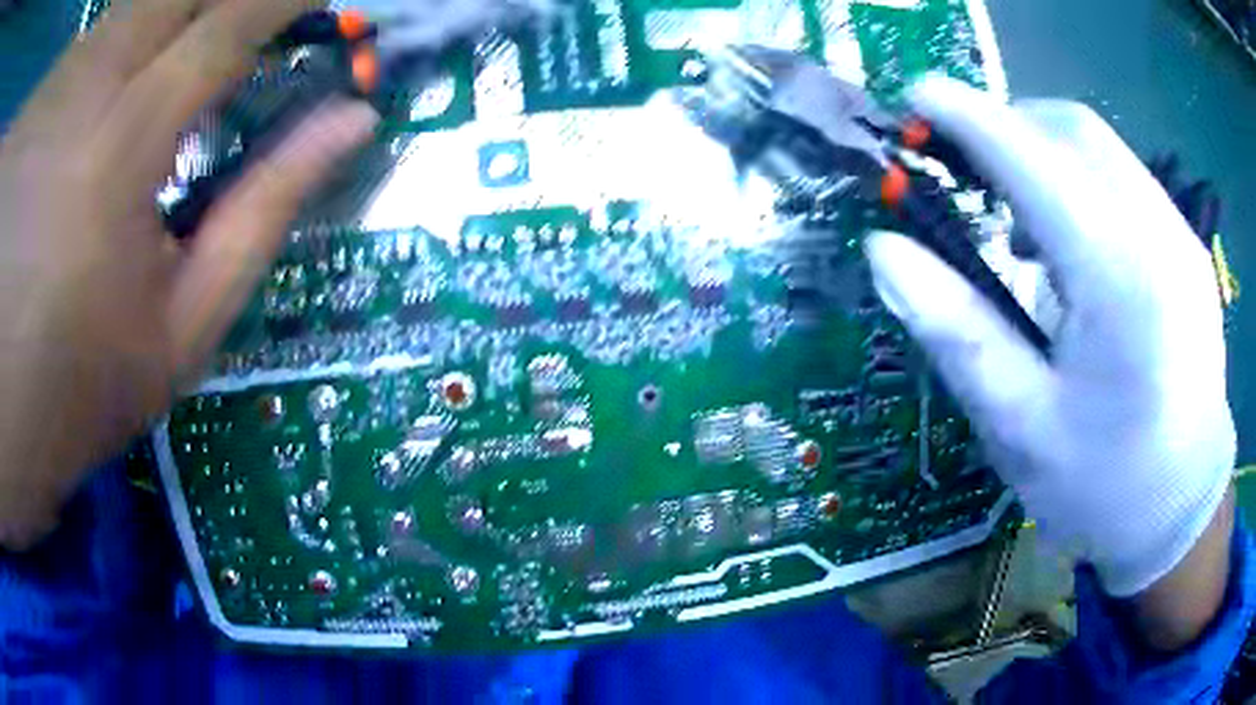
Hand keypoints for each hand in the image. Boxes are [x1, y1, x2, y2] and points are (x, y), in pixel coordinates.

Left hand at [0, 0, 377, 548]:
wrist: (6, 419)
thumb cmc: (82, 386)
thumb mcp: (183, 326)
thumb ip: (265, 211)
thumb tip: (350, 123)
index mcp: (124, 146)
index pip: (230, 22)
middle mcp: (81, 90)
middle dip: (213, 3)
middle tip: (224, 39)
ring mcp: (52, 93)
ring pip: (126, 9)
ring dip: (152, 30)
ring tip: (143, 93)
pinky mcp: (40, 111)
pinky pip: (86, 43)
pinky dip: (101, 56)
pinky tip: (84, 114)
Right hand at [865, 77, 1234, 600]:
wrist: (1181, 512)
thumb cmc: (1102, 486)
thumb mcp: (1019, 426)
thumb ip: (956, 329)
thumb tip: (886, 250)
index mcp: (1118, 281)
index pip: (1032, 159)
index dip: (967, 115)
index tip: (916, 95)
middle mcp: (1157, 234)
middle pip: (1071, 128)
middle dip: (1007, 123)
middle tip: (964, 162)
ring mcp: (1179, 236)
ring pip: (1100, 145)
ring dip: (1044, 150)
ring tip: (1013, 213)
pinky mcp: (1187, 247)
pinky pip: (1125, 177)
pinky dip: (1081, 178)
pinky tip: (1068, 239)